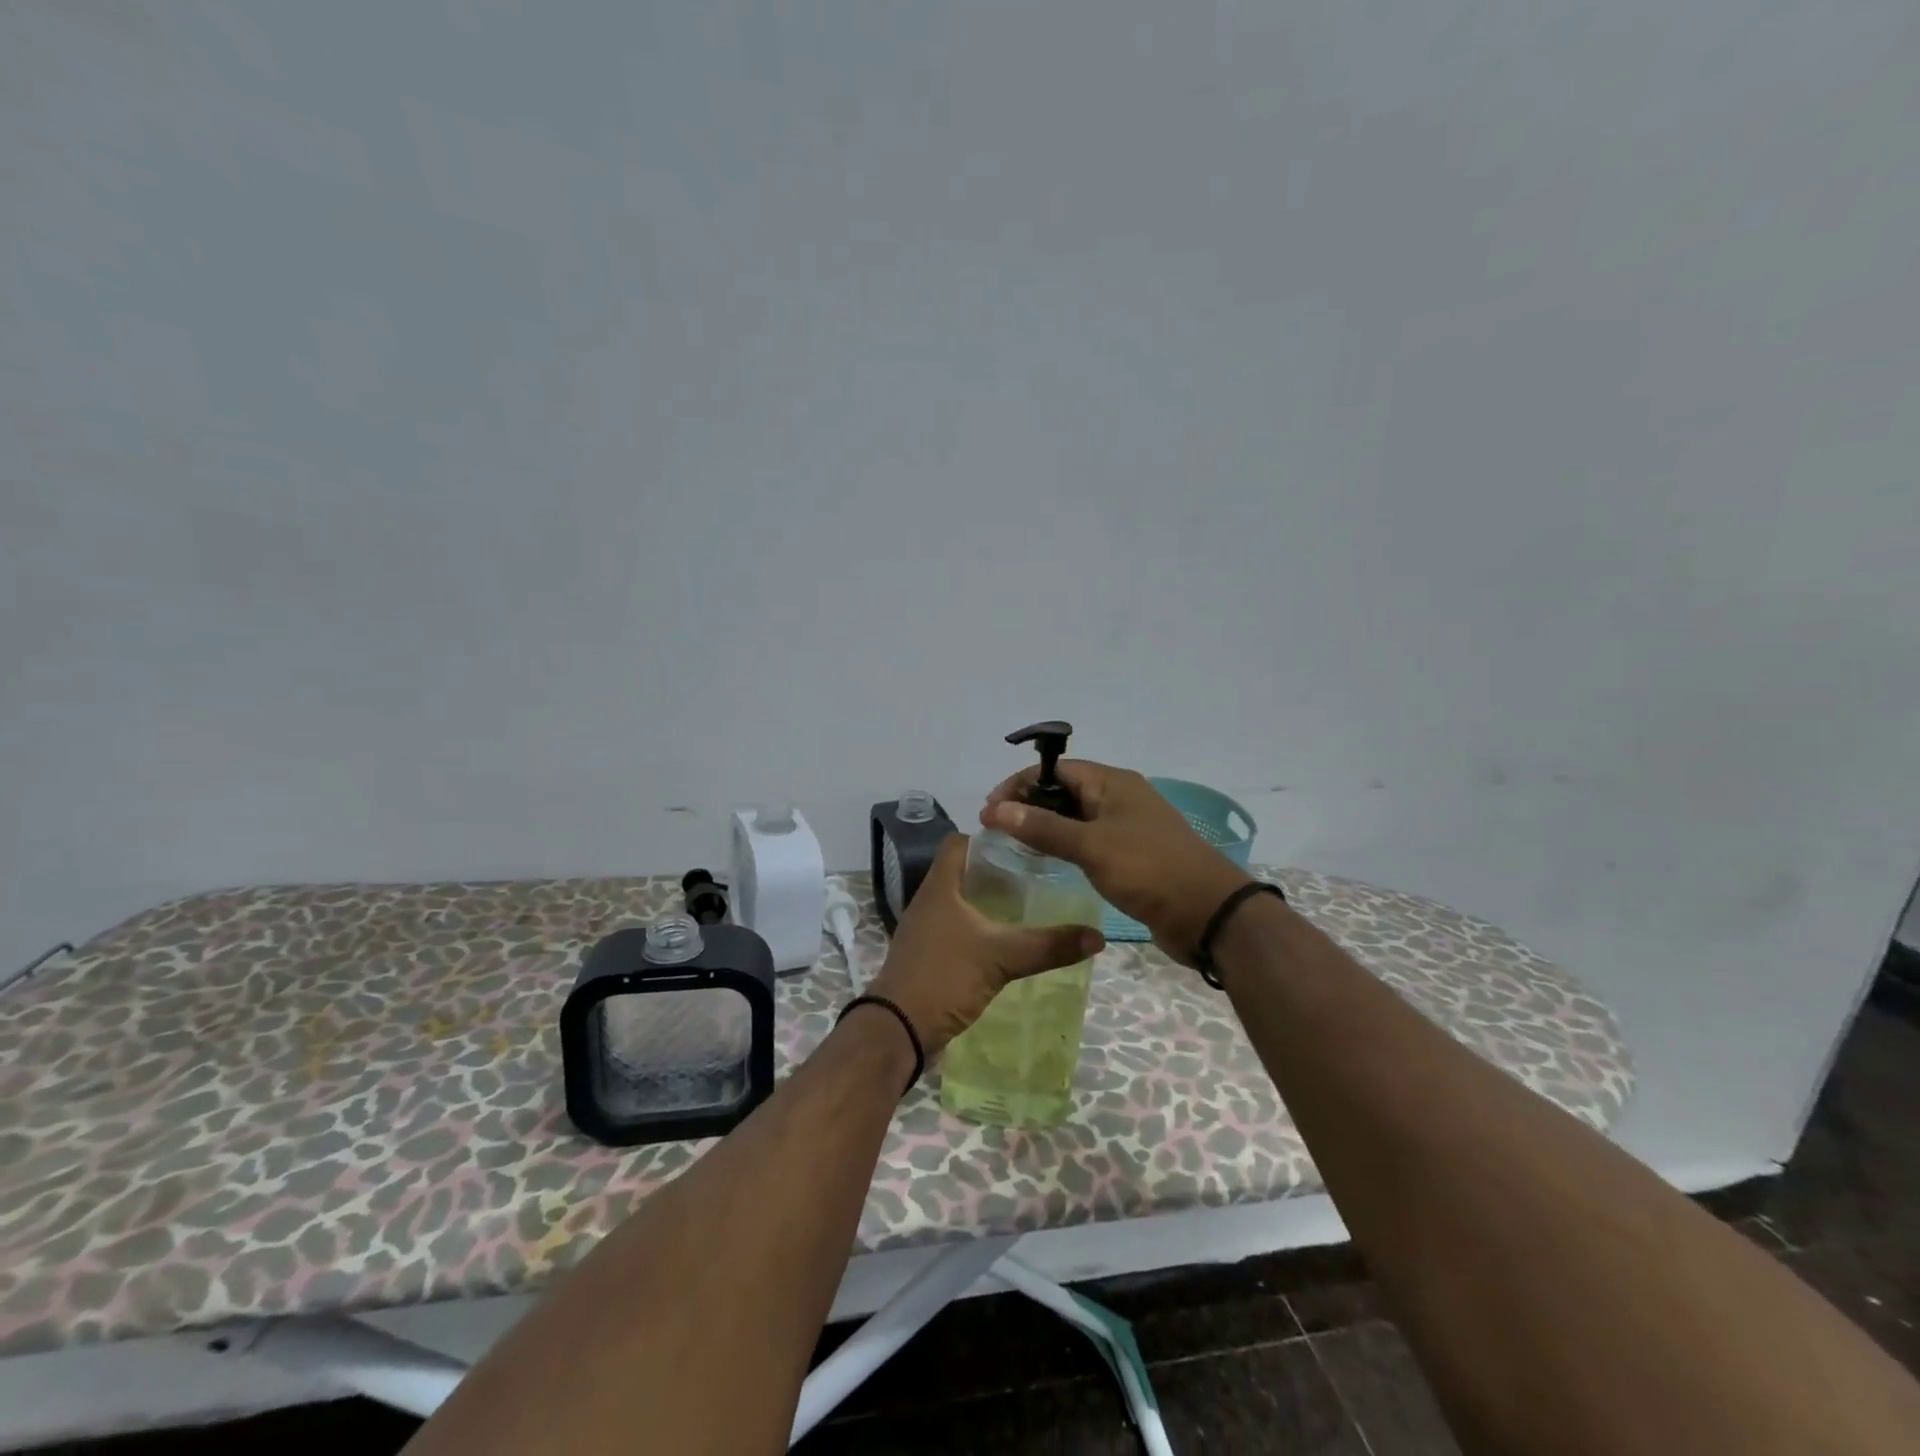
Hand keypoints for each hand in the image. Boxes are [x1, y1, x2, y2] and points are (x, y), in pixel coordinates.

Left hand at [864, 834, 1103, 1058]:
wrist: (898, 1029)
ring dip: (990, 902)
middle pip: (965, 872)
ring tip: (1030, 905)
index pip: (960, 842)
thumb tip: (1097, 936)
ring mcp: (927, 929)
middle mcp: (930, 901)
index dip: (989, 837)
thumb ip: (1048, 946)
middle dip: (999, 871)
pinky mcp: (929, 955)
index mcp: (940, 887)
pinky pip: (958, 929)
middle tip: (1038, 875)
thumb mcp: (1001, 958)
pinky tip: (1008, 941)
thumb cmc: (944, 977)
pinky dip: (981, 929)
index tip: (1024, 843)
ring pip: (962, 902)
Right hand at [983, 759, 1252, 966]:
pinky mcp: (1130, 854)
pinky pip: (1088, 840)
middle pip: (1064, 791)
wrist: (1207, 913)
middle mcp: (1118, 797)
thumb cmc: (1148, 869)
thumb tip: (998, 809)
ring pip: (1075, 817)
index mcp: (1112, 783)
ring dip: (1044, 825)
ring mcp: (1126, 826)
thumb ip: (1043, 827)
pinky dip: (1064, 844)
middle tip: (995, 827)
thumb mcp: (1091, 846)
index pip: (1055, 770)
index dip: (1019, 784)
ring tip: (1012, 843)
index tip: (990, 808)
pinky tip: (1045, 860)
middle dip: (1028, 804)